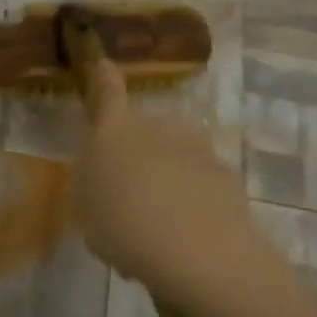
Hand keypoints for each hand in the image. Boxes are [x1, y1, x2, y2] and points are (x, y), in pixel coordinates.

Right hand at [74, 59, 260, 293]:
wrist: (195, 251)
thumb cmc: (121, 224)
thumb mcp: (88, 206)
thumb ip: (97, 183)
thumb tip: (110, 176)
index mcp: (115, 131)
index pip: (108, 92)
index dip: (104, 79)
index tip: (104, 65)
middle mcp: (160, 128)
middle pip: (147, 131)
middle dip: (140, 154)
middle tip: (129, 195)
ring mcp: (199, 150)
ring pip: (177, 159)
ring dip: (169, 180)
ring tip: (158, 225)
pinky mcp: (229, 178)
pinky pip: (202, 185)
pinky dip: (195, 204)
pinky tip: (187, 239)